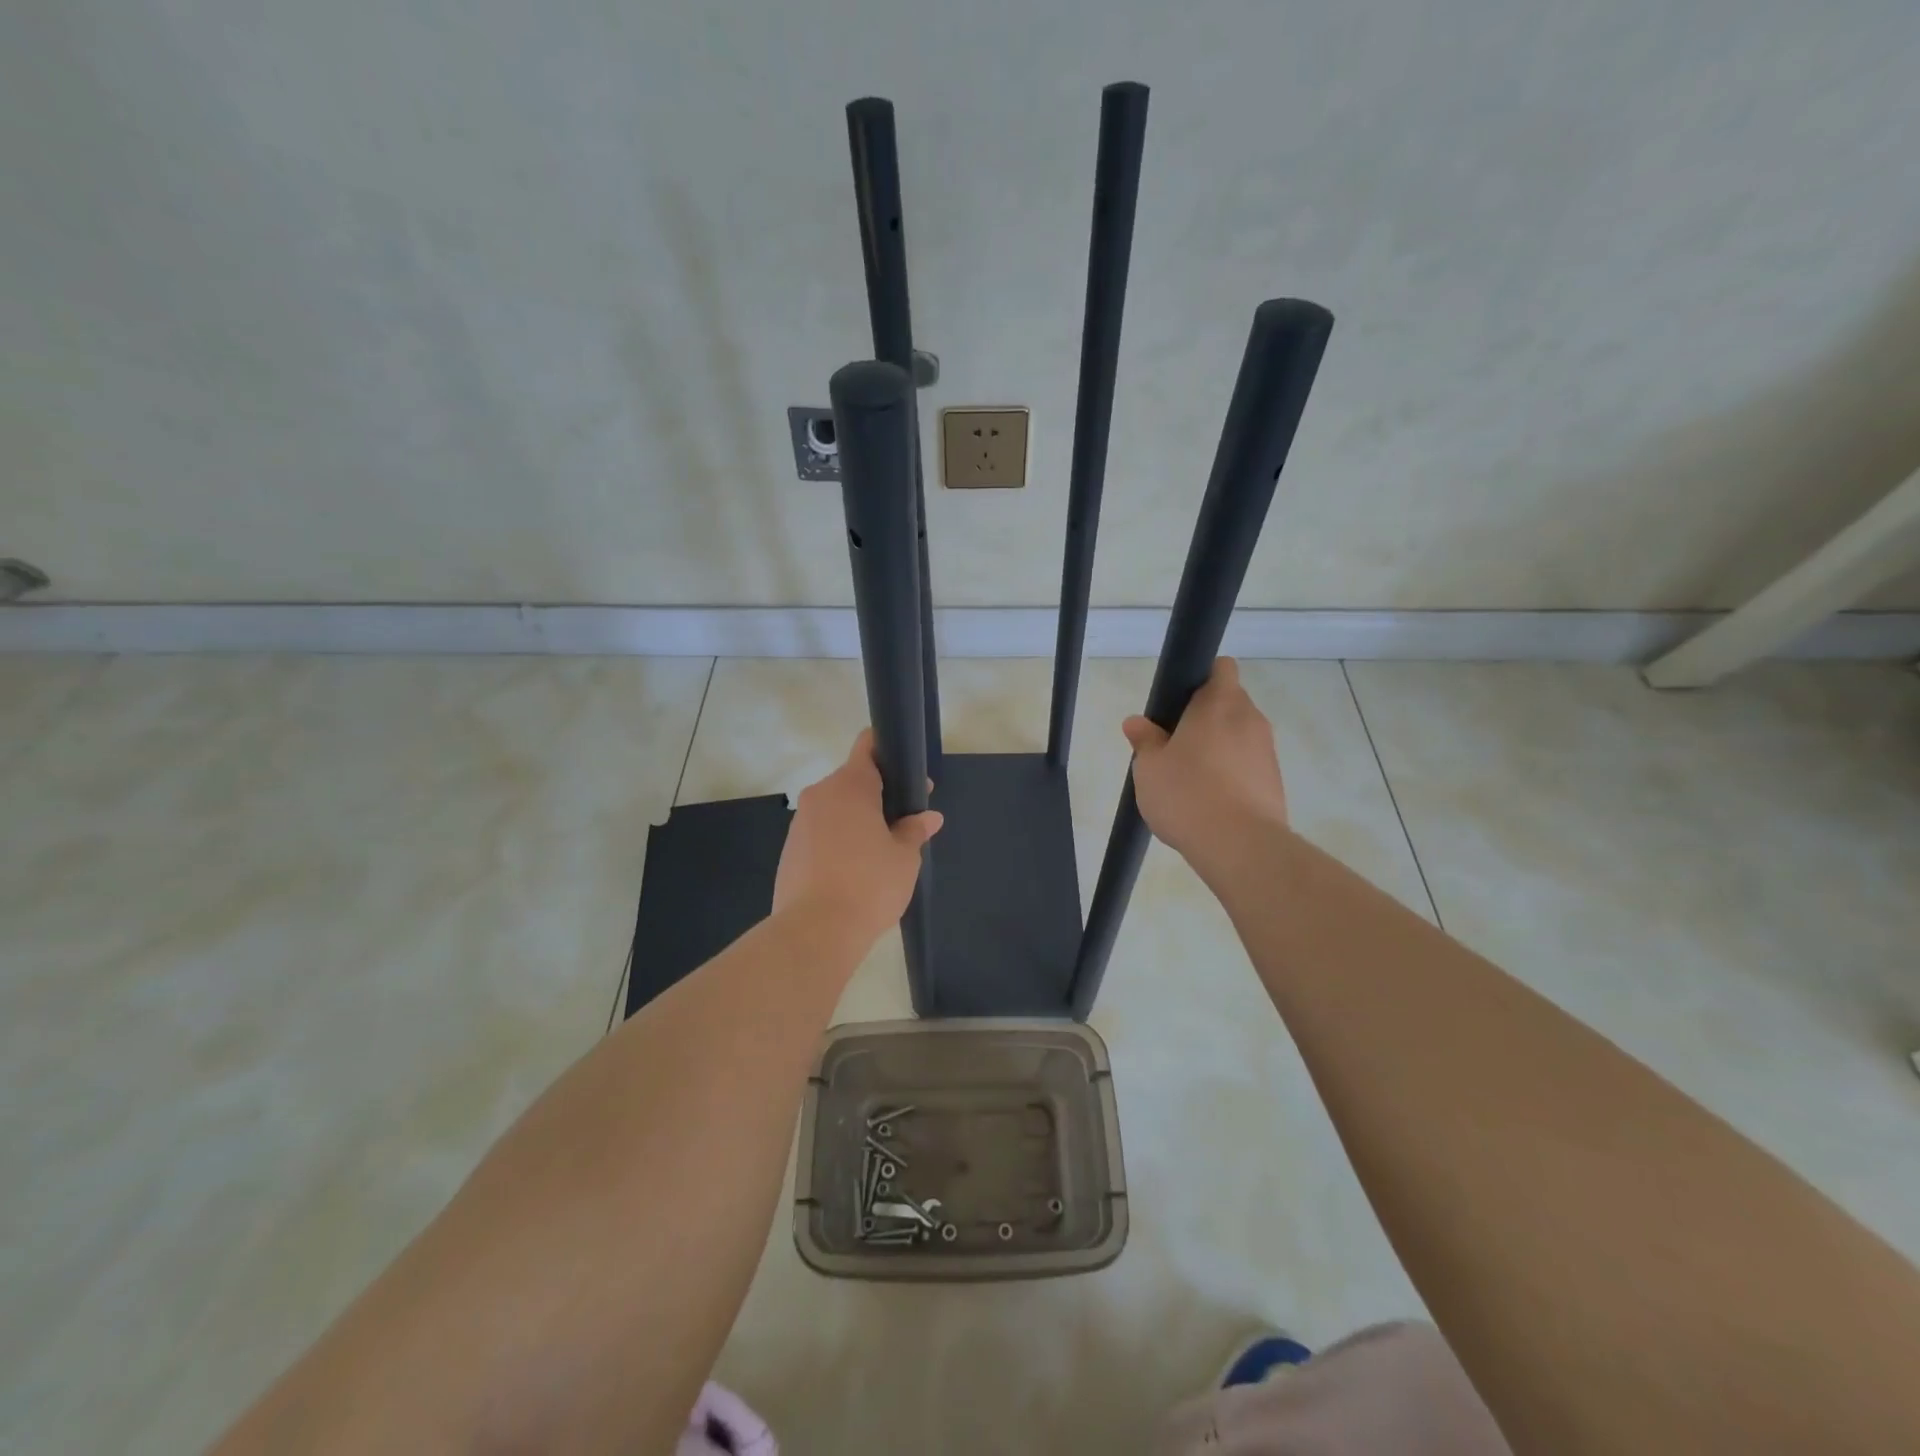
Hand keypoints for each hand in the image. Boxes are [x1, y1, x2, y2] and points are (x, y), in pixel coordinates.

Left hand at [773, 729, 943, 945]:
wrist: (814, 932)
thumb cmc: (869, 885)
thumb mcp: (904, 858)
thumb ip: (915, 830)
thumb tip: (929, 817)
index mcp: (850, 786)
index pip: (867, 746)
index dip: (889, 753)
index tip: (908, 776)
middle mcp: (820, 794)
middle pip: (853, 780)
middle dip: (878, 794)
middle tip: (904, 821)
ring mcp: (800, 822)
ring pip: (835, 808)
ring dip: (857, 819)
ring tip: (880, 851)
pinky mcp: (790, 849)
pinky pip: (820, 832)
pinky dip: (838, 840)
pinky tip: (853, 870)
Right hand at [1122, 658, 1287, 868]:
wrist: (1239, 845)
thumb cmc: (1187, 793)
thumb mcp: (1149, 767)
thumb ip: (1145, 740)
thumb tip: (1136, 722)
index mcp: (1219, 703)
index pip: (1221, 668)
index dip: (1201, 678)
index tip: (1179, 702)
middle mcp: (1250, 719)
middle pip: (1229, 703)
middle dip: (1205, 718)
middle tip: (1174, 745)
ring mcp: (1267, 751)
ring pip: (1239, 736)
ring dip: (1219, 748)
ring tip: (1191, 780)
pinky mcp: (1275, 782)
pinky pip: (1249, 766)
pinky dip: (1232, 774)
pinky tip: (1211, 802)